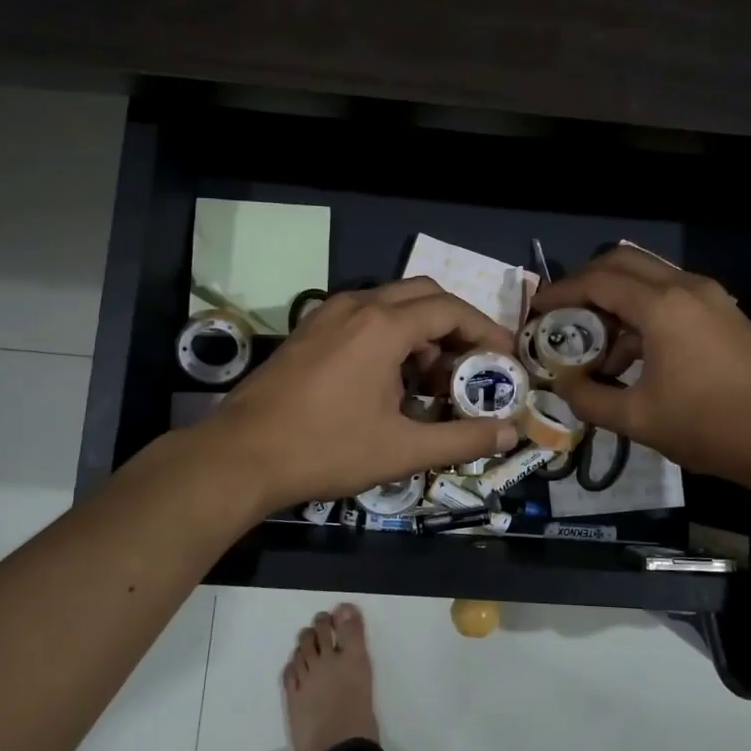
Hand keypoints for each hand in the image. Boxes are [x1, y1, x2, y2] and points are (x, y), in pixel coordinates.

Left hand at [209, 278, 522, 512]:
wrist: (240, 455)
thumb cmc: (326, 449)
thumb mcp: (402, 449)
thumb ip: (462, 439)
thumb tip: (510, 432)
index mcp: (383, 326)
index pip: (451, 310)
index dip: (485, 331)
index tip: (504, 359)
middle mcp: (357, 306)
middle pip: (423, 295)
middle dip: (455, 324)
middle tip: (471, 363)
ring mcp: (327, 314)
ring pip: (391, 303)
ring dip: (421, 330)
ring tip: (432, 380)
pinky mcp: (309, 330)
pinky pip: (363, 316)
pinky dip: (390, 335)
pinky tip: (389, 379)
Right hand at [535, 247, 750, 487]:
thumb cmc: (708, 426)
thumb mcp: (637, 419)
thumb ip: (589, 399)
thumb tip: (564, 384)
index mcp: (662, 306)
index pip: (597, 281)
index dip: (560, 292)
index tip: (536, 310)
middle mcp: (686, 287)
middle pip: (622, 262)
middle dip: (586, 284)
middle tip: (563, 316)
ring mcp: (710, 298)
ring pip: (648, 278)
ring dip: (616, 301)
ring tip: (597, 348)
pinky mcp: (724, 314)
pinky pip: (670, 297)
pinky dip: (642, 313)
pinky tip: (634, 357)